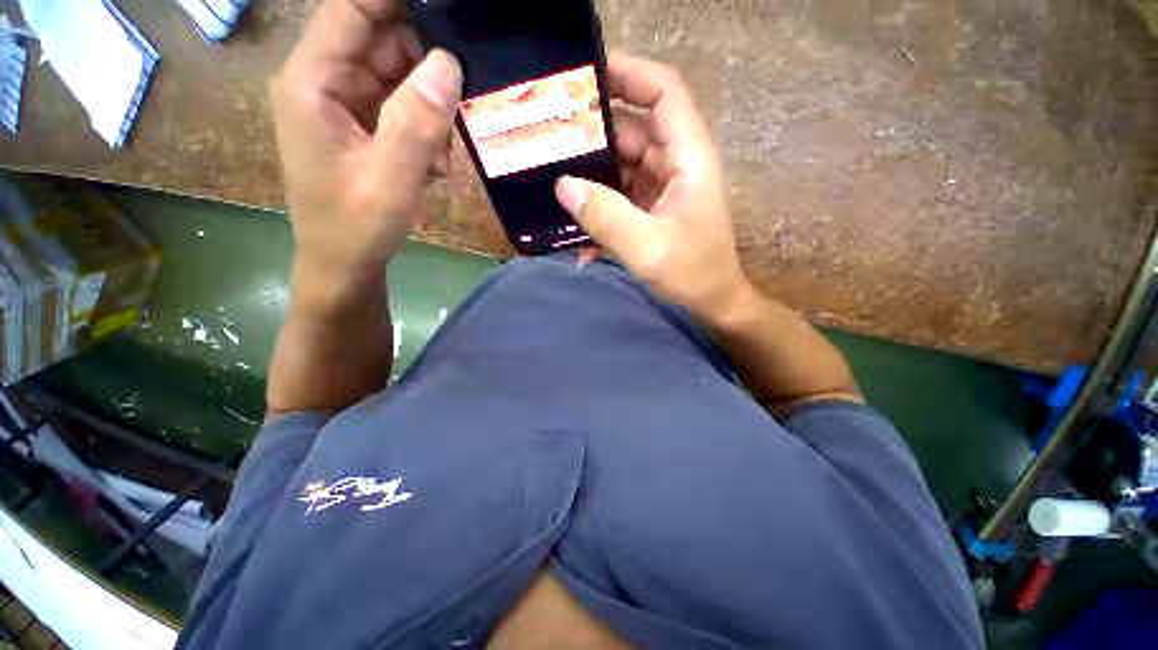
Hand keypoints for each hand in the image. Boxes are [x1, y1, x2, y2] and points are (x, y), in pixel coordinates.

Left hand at [271, 0, 461, 299]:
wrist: (344, 263)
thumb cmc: (357, 227)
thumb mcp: (392, 180)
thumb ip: (418, 123)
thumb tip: (448, 63)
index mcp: (312, 83)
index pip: (350, 9)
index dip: (395, 0)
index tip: (445, 10)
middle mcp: (324, 82)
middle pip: (380, 39)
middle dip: (425, 66)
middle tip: (458, 101)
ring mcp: (344, 104)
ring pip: (398, 75)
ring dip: (430, 108)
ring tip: (441, 155)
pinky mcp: (363, 126)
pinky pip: (402, 106)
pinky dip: (426, 129)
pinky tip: (434, 165)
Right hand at [554, 52, 750, 320]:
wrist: (711, 302)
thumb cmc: (693, 273)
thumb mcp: (648, 247)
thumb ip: (606, 216)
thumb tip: (563, 185)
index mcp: (687, 157)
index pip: (663, 92)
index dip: (628, 73)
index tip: (583, 75)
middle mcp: (674, 163)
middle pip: (630, 129)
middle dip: (589, 134)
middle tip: (546, 140)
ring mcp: (659, 188)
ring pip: (618, 166)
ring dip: (587, 180)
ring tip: (550, 189)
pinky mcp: (648, 209)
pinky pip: (617, 198)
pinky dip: (597, 212)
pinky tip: (579, 240)